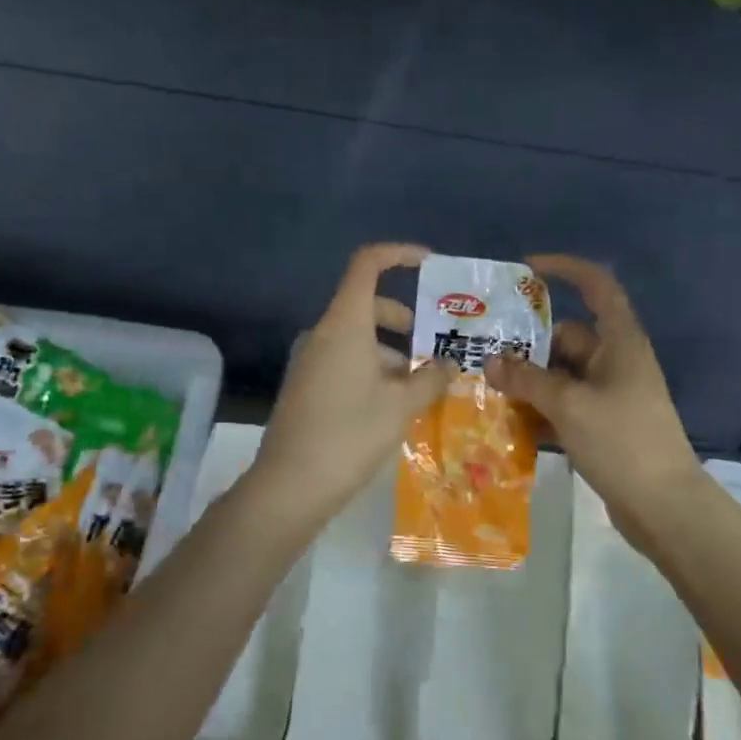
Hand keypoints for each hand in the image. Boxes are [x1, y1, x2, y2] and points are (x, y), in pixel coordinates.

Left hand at [252, 244, 451, 527]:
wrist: (290, 485)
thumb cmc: (350, 434)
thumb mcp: (401, 406)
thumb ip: (430, 378)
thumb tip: (449, 364)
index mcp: (345, 324)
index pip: (367, 265)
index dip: (398, 254)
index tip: (429, 264)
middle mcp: (323, 333)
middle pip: (367, 306)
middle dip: (404, 320)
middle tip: (434, 346)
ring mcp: (310, 360)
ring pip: (357, 339)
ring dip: (391, 353)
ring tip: (421, 387)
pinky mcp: (306, 386)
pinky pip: (344, 362)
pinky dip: (372, 370)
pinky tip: (392, 406)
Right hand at [484, 255, 702, 528]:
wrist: (664, 508)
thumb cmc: (622, 441)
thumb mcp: (569, 405)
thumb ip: (527, 379)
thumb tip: (491, 360)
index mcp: (619, 343)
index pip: (597, 287)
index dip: (565, 269)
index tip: (526, 269)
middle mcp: (614, 362)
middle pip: (565, 338)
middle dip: (526, 343)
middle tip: (481, 349)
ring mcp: (608, 396)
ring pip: (559, 375)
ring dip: (527, 380)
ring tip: (484, 386)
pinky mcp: (601, 426)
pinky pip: (562, 406)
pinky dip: (538, 410)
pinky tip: (506, 421)